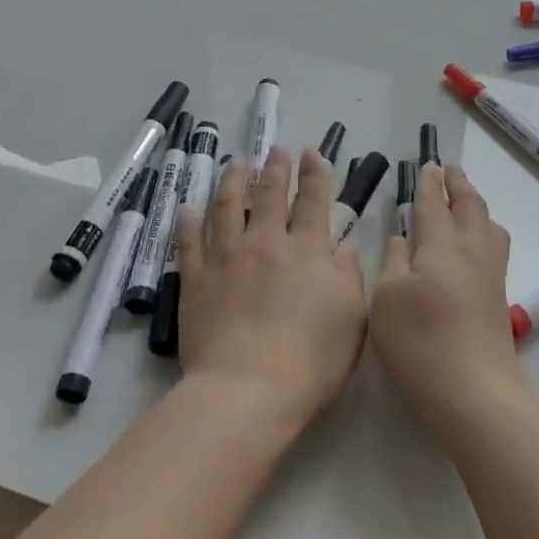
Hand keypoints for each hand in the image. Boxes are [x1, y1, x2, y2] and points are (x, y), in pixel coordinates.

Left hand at [175, 146, 367, 425]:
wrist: (248, 389)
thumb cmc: (311, 360)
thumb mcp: (352, 318)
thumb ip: (349, 275)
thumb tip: (345, 243)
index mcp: (307, 251)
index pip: (313, 201)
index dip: (314, 174)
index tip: (312, 152)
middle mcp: (266, 243)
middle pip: (270, 195)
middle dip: (274, 167)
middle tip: (275, 148)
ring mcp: (226, 258)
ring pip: (227, 207)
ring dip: (233, 181)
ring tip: (235, 163)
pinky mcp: (195, 279)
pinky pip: (188, 242)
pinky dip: (187, 222)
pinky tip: (186, 208)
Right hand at [370, 164, 519, 429]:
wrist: (474, 388)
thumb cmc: (420, 340)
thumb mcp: (387, 298)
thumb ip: (394, 261)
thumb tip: (403, 239)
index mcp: (441, 243)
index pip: (434, 203)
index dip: (429, 183)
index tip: (428, 165)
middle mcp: (471, 249)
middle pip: (469, 205)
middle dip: (458, 184)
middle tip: (450, 169)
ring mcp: (490, 272)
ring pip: (488, 224)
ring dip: (475, 205)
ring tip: (466, 201)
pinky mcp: (498, 295)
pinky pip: (494, 245)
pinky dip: (484, 229)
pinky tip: (476, 243)